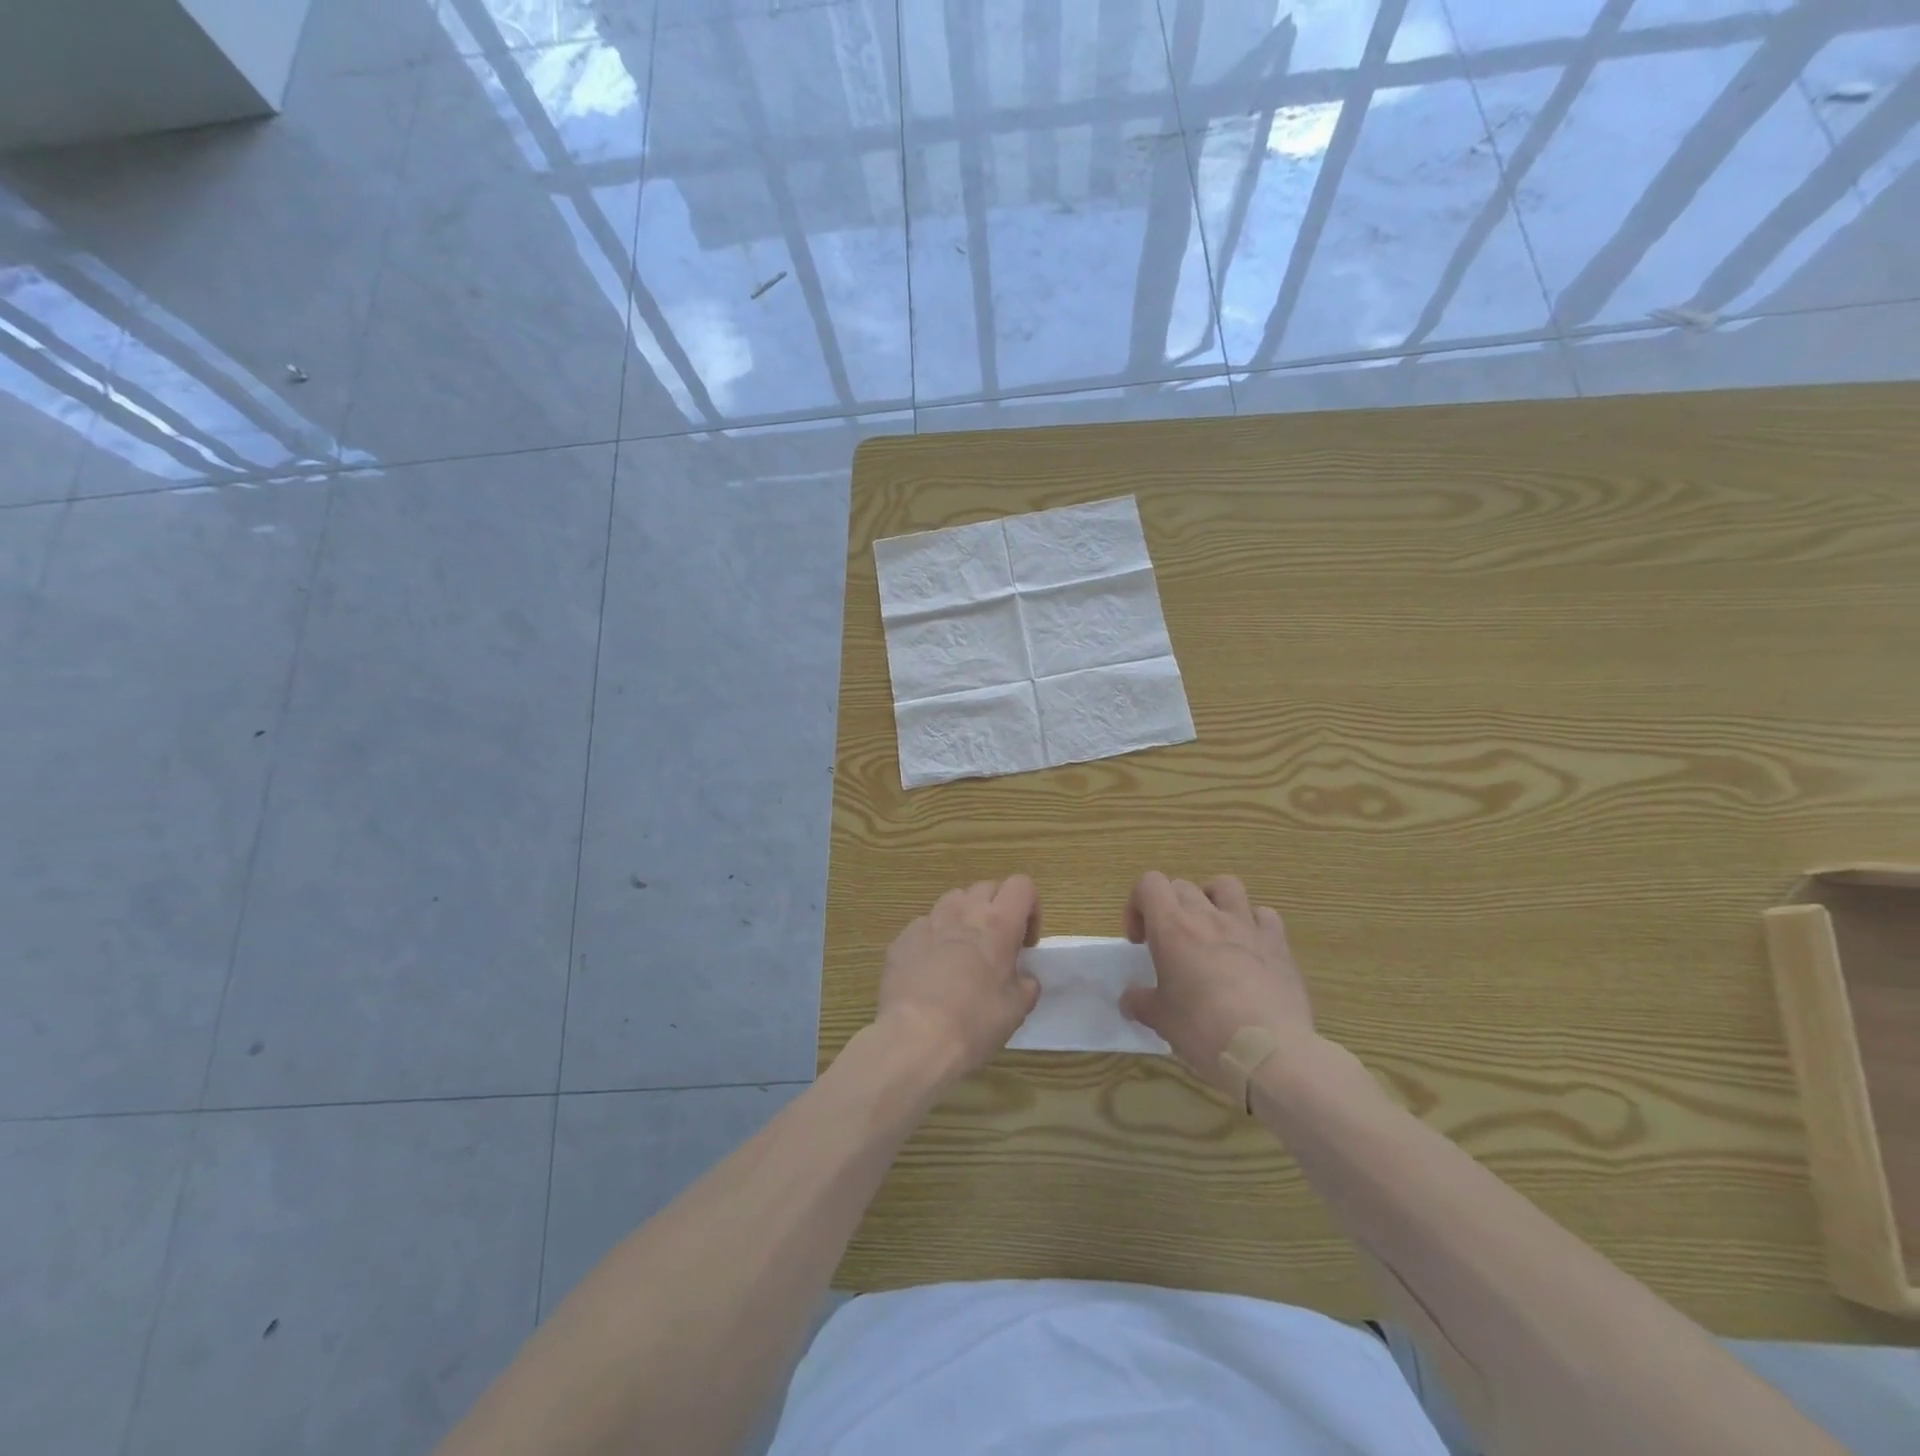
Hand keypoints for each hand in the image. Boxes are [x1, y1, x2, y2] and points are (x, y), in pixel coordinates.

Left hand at [875, 876, 1042, 1080]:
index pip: (1022, 885)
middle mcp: (964, 912)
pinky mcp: (902, 938)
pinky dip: (934, 938)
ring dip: (965, 916)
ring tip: (963, 951)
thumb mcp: (1016, 1009)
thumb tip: (1023, 978)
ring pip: (953, 899)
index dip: (1030, 908)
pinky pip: (924, 925)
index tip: (1025, 942)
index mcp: (998, 924)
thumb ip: (1026, 985)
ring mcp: (929, 922)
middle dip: (997, 908)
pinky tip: (931, 969)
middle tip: (997, 945)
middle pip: (987, 887)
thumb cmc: (975, 1022)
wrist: (915, 1038)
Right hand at [1119, 872, 1313, 1093]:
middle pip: (1182, 886)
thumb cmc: (1204, 1029)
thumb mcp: (1161, 1020)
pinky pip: (1264, 915)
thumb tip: (1130, 1000)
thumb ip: (1141, 1002)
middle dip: (1169, 907)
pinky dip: (1253, 923)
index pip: (1149, 883)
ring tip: (1210, 929)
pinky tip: (1249, 948)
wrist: (1268, 1051)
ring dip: (1212, 899)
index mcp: (1172, 927)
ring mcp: (1246, 926)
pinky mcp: (1278, 944)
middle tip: (1170, 944)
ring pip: (1226, 886)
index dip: (1137, 905)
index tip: (1140, 941)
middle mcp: (1208, 916)